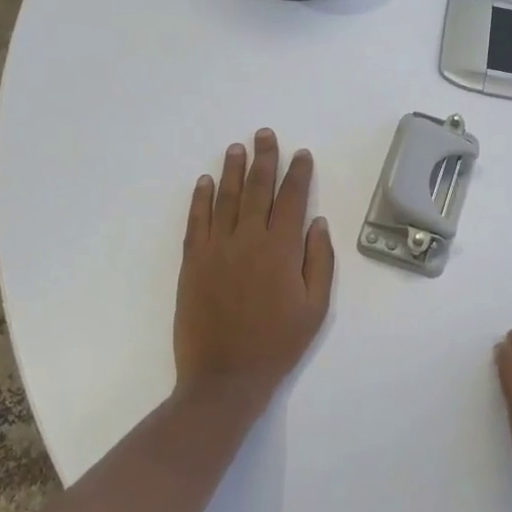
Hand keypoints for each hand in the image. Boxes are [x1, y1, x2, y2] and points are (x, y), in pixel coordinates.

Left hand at [175, 129, 334, 406]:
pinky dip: (200, 199)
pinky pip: (196, 222)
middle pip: (256, 189)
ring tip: (237, 147)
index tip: (301, 154)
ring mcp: (216, 249)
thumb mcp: (315, 307)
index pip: (292, 199)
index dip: (298, 174)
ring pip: (224, 199)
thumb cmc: (278, 343)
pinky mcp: (192, 262)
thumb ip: (319, 261)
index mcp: (281, 250)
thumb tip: (317, 223)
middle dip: (263, 159)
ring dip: (231, 170)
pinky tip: (204, 182)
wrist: (225, 376)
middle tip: (265, 134)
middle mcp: (248, 240)